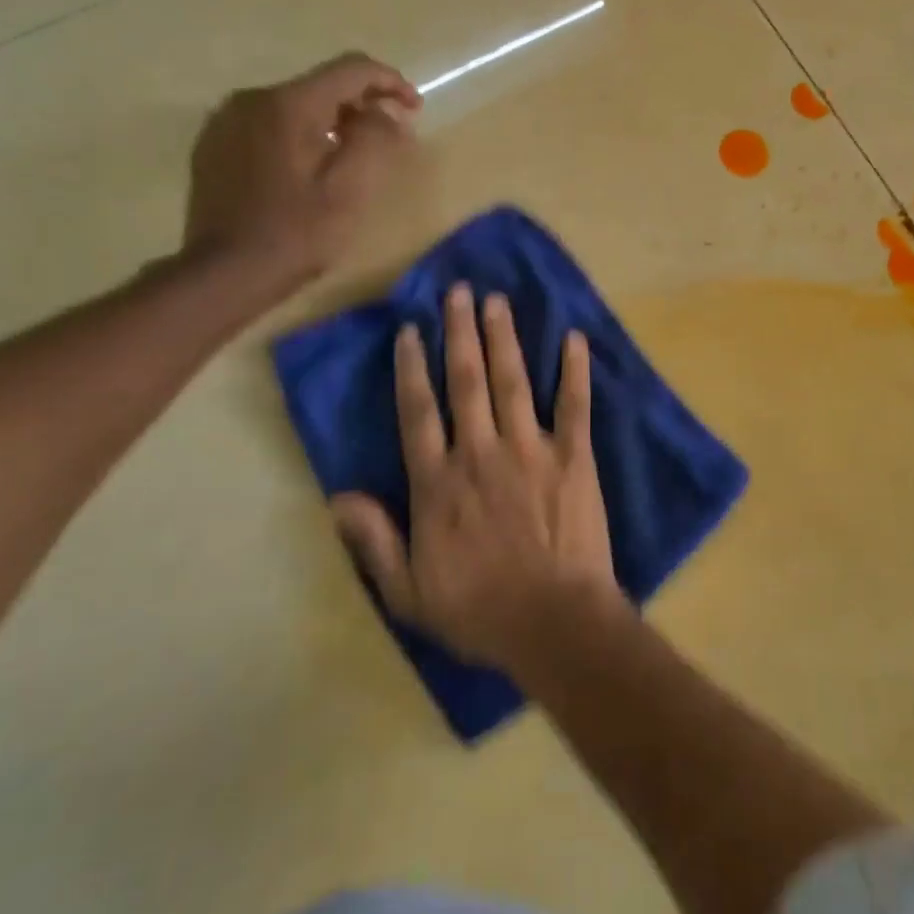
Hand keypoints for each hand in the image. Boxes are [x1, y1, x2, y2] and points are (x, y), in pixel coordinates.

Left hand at [184, 53, 420, 285]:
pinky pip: (268, 124)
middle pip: (321, 85)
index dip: (390, 82)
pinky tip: (310, 167)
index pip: (350, 69)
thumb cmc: (298, 232)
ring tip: (353, 154)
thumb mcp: (351, 187)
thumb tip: (386, 115)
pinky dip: (299, 134)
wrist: (225, 272)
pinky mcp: (215, 145)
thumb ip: (375, 139)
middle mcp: (253, 99)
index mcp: (289, 104)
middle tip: (390, 137)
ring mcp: (227, 121)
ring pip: (294, 105)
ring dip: (330, 121)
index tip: (415, 108)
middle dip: (361, 104)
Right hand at [334, 283, 622, 670]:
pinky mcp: (575, 457)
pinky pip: (574, 405)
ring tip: (498, 301)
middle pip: (466, 382)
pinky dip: (575, 371)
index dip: (412, 369)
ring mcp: (531, 450)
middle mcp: (480, 453)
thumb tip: (338, 496)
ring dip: (505, 338)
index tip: (412, 331)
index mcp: (439, 484)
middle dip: (460, 333)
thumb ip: (374, 540)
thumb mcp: (408, 591)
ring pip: (513, 382)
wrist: (553, 622)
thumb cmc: (479, 610)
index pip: (418, 413)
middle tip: (459, 291)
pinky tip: (574, 338)